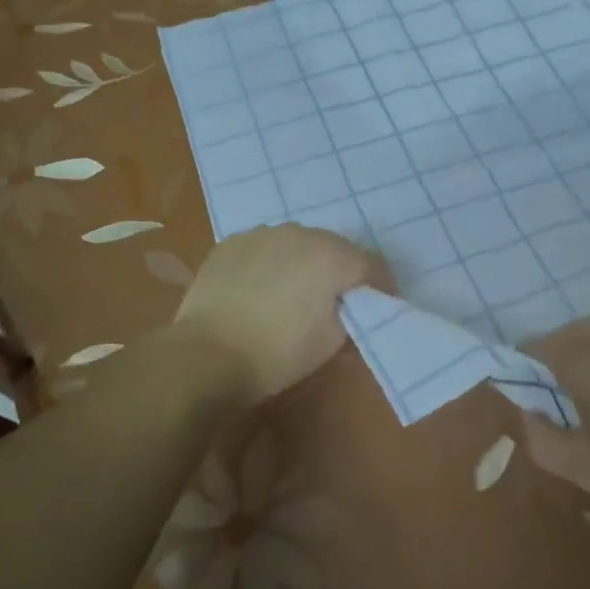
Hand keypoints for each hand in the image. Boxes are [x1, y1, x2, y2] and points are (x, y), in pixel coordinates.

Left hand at [173, 225, 380, 405]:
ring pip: (296, 244)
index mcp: (331, 256)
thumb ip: (349, 314)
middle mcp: (299, 233)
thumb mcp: (331, 341)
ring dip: (303, 263)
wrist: (207, 355)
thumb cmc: (278, 353)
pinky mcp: (231, 243)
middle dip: (341, 270)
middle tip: (337, 299)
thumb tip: (346, 305)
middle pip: (333, 248)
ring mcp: (261, 234)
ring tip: (294, 292)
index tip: (382, 302)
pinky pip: (264, 248)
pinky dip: (270, 263)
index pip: (371, 264)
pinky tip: (260, 289)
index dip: (381, 285)